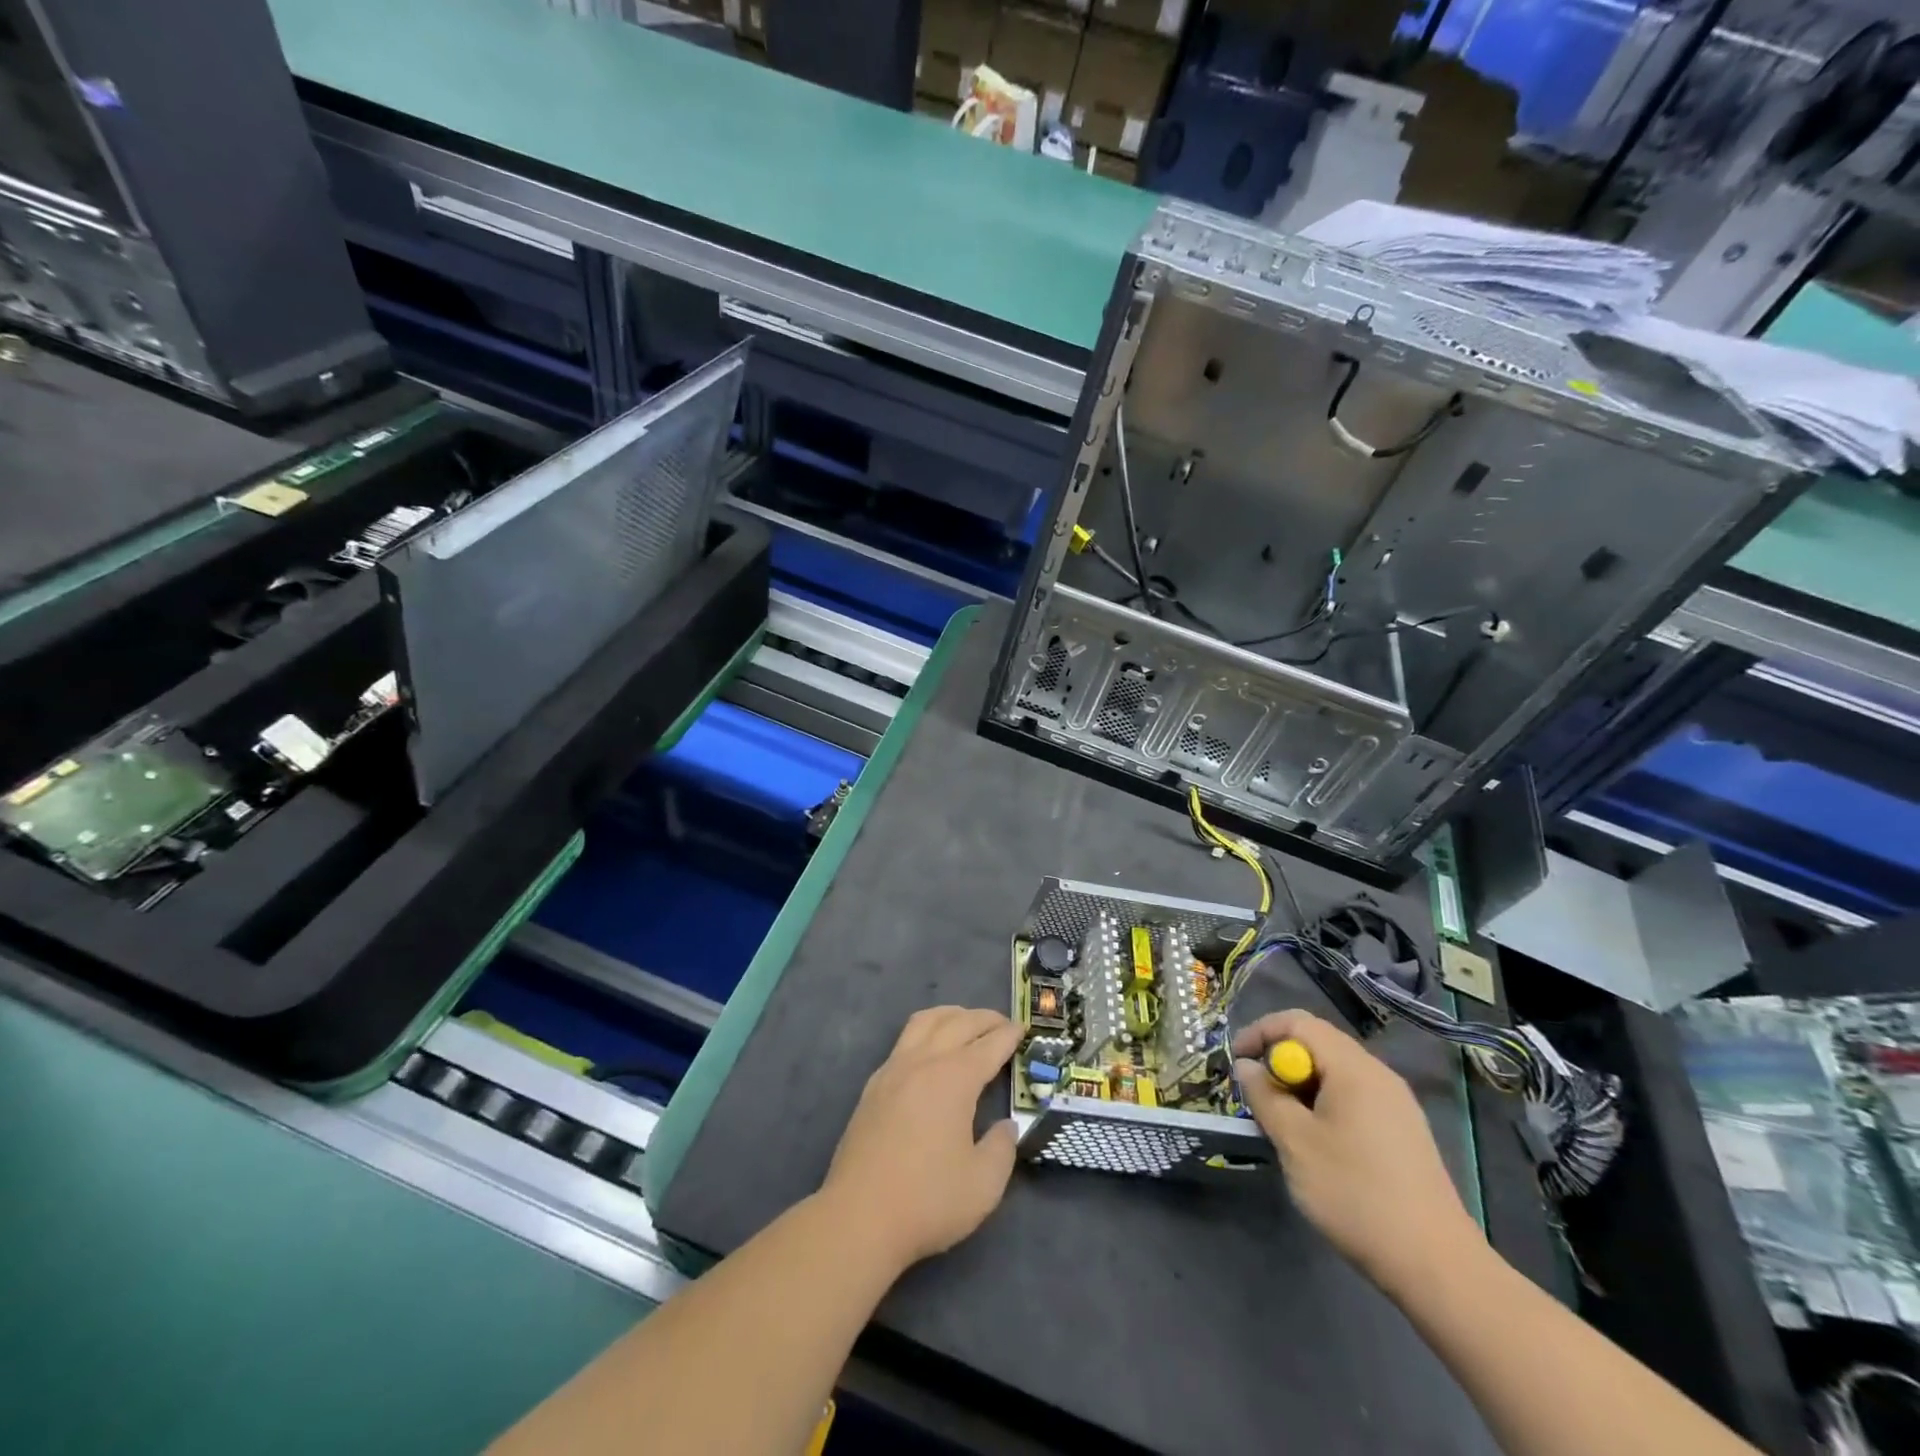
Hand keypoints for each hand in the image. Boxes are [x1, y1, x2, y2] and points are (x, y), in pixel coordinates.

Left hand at [821, 1007, 1022, 1272]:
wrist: (859, 1217)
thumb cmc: (928, 1200)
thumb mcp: (984, 1184)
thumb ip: (1002, 1148)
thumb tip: (1005, 1127)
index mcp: (954, 1079)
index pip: (988, 1045)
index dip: (1009, 1035)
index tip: (1023, 1029)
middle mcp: (923, 1063)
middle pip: (957, 1023)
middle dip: (984, 1019)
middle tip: (1003, 1024)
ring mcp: (893, 1070)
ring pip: (925, 1022)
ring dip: (951, 1015)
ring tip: (966, 1023)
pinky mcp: (873, 1086)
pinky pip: (904, 1040)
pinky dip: (926, 1032)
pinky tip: (930, 1050)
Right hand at [1233, 1010, 1483, 1296]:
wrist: (1437, 1267)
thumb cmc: (1356, 1194)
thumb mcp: (1295, 1142)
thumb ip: (1265, 1096)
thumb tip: (1247, 1067)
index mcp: (1354, 1068)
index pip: (1298, 1022)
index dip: (1260, 1033)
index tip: (1236, 1063)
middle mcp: (1378, 1075)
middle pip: (1318, 1044)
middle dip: (1279, 1062)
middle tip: (1256, 1096)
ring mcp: (1396, 1105)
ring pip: (1334, 1073)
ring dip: (1300, 1086)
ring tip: (1281, 1123)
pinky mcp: (1403, 1133)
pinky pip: (1353, 1098)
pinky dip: (1324, 1105)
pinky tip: (1317, 1144)